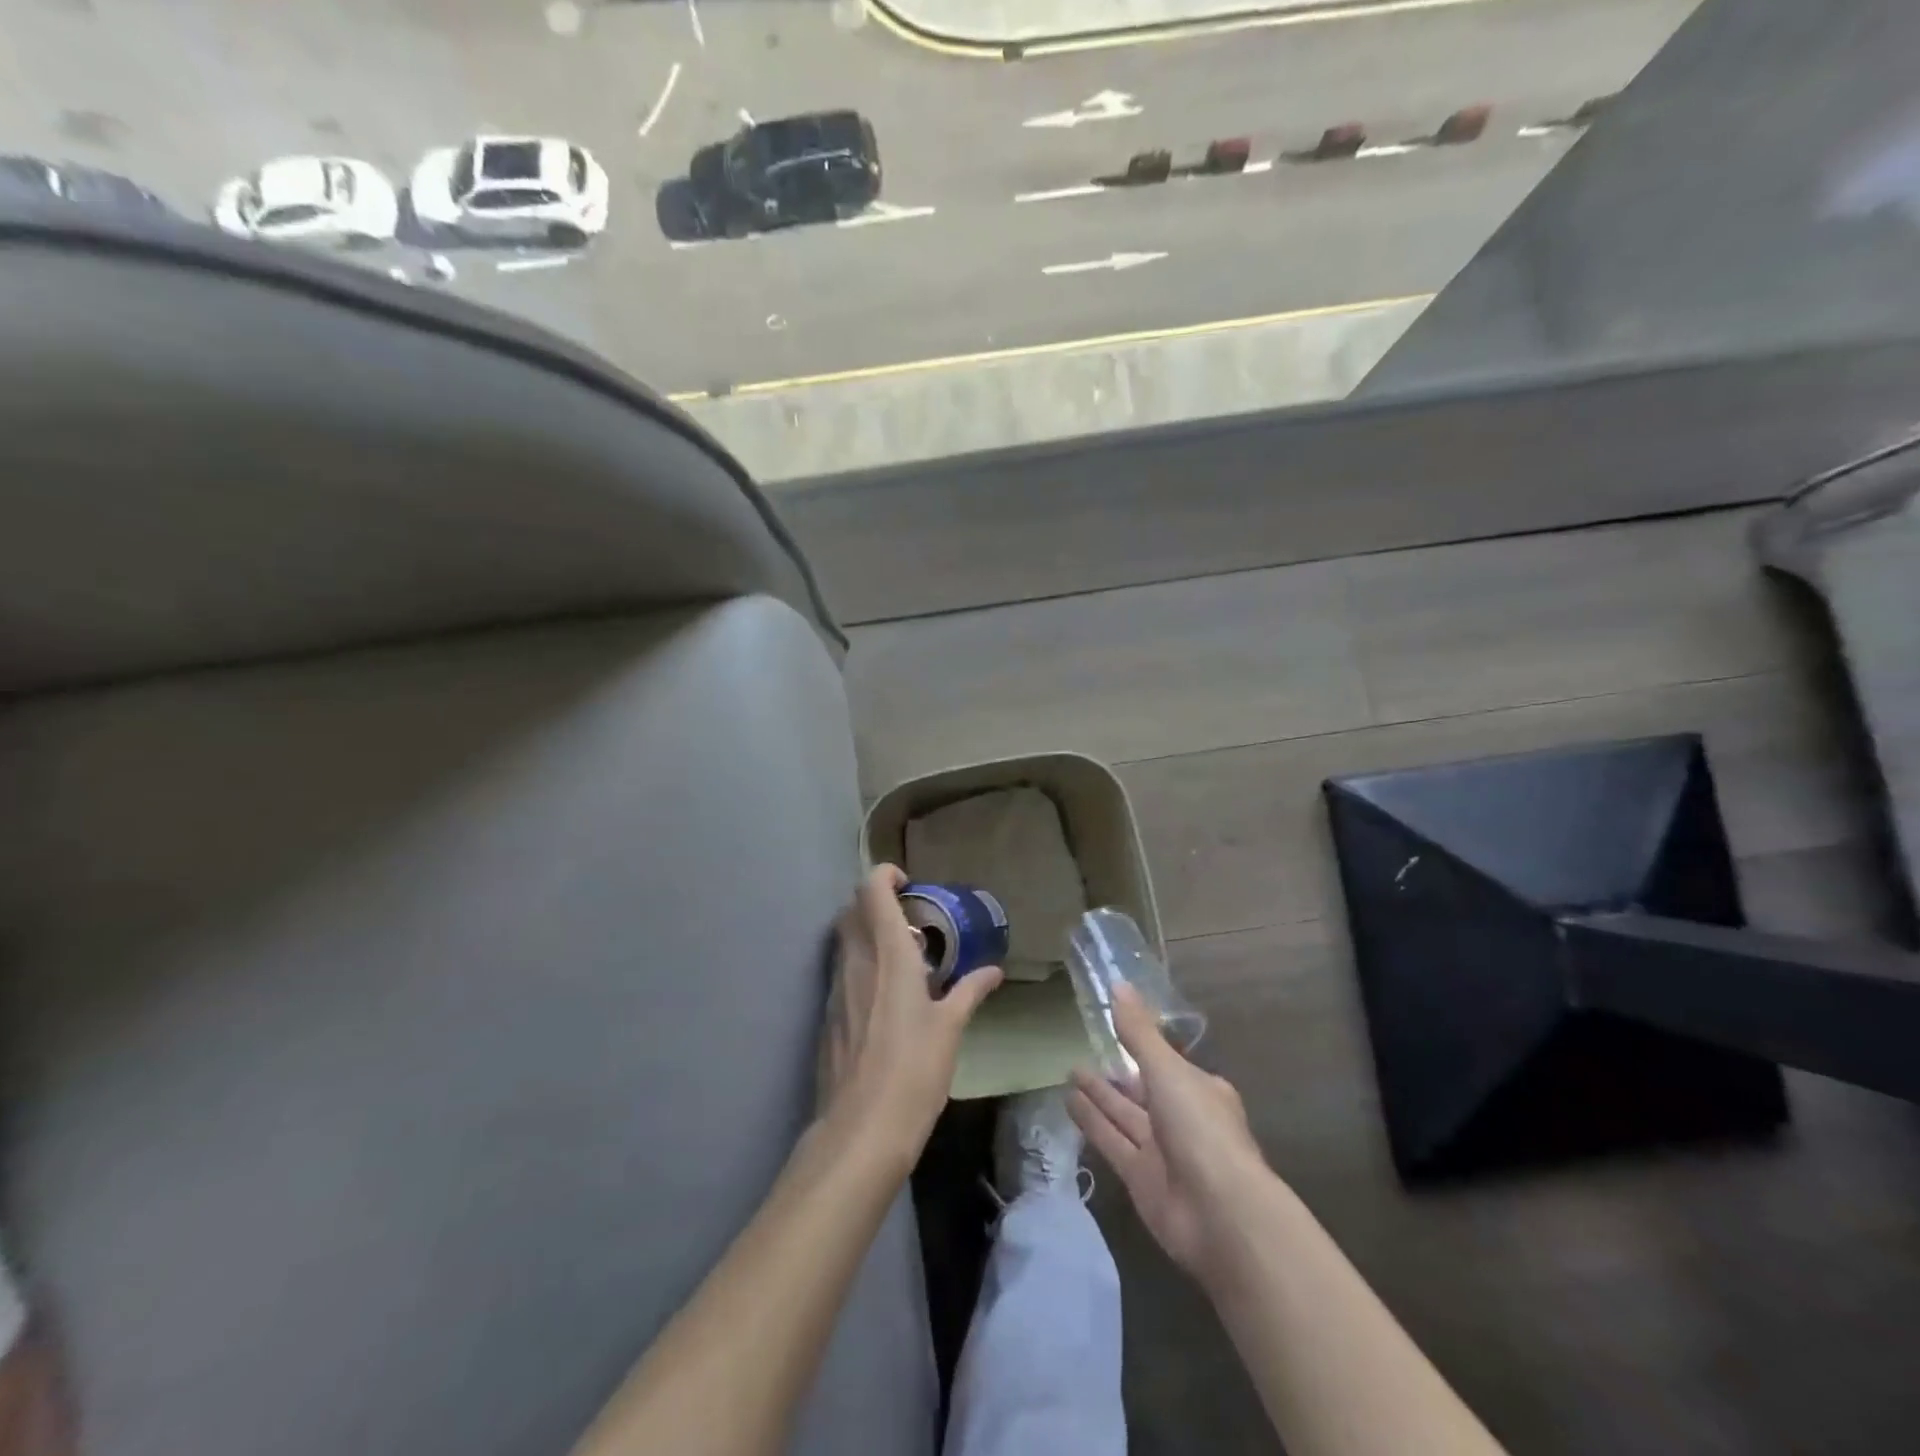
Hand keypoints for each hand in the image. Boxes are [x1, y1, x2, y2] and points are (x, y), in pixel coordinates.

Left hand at [818, 865, 1002, 1166]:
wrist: (861, 1130)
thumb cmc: (914, 1071)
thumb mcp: (951, 1028)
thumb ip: (970, 991)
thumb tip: (994, 970)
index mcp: (888, 954)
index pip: (871, 890)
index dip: (885, 875)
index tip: (909, 884)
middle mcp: (856, 961)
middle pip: (851, 910)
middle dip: (875, 903)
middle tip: (909, 921)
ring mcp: (836, 989)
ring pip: (843, 941)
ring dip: (866, 935)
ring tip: (901, 960)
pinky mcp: (827, 1016)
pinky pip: (841, 972)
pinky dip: (860, 966)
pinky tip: (884, 999)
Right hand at [1069, 983, 1266, 1283]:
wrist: (1222, 1216)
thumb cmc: (1201, 1129)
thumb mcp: (1168, 1070)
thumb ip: (1139, 1032)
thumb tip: (1117, 985)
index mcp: (1200, 1090)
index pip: (1166, 1063)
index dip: (1142, 1046)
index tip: (1116, 1028)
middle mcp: (1182, 1118)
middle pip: (1142, 1090)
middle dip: (1116, 1073)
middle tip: (1082, 1050)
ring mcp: (1161, 1152)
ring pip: (1124, 1115)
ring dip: (1099, 1095)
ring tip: (1069, 1070)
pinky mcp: (1140, 1179)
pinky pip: (1112, 1142)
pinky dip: (1092, 1123)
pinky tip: (1068, 1102)